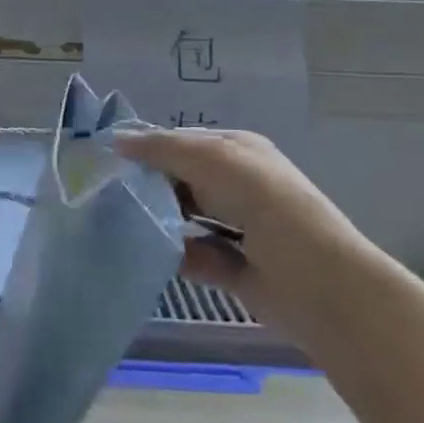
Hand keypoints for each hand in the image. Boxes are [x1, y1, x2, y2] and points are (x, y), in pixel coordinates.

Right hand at [117, 128, 372, 313]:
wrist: (316, 282)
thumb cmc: (264, 204)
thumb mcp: (211, 159)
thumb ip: (162, 148)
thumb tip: (116, 140)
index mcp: (238, 152)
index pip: (183, 142)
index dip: (148, 148)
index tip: (108, 161)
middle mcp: (237, 186)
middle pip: (180, 180)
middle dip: (148, 185)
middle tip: (107, 193)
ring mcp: (236, 229)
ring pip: (182, 219)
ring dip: (157, 221)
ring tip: (117, 222)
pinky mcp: (231, 269)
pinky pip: (190, 257)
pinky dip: (173, 256)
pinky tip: (147, 254)